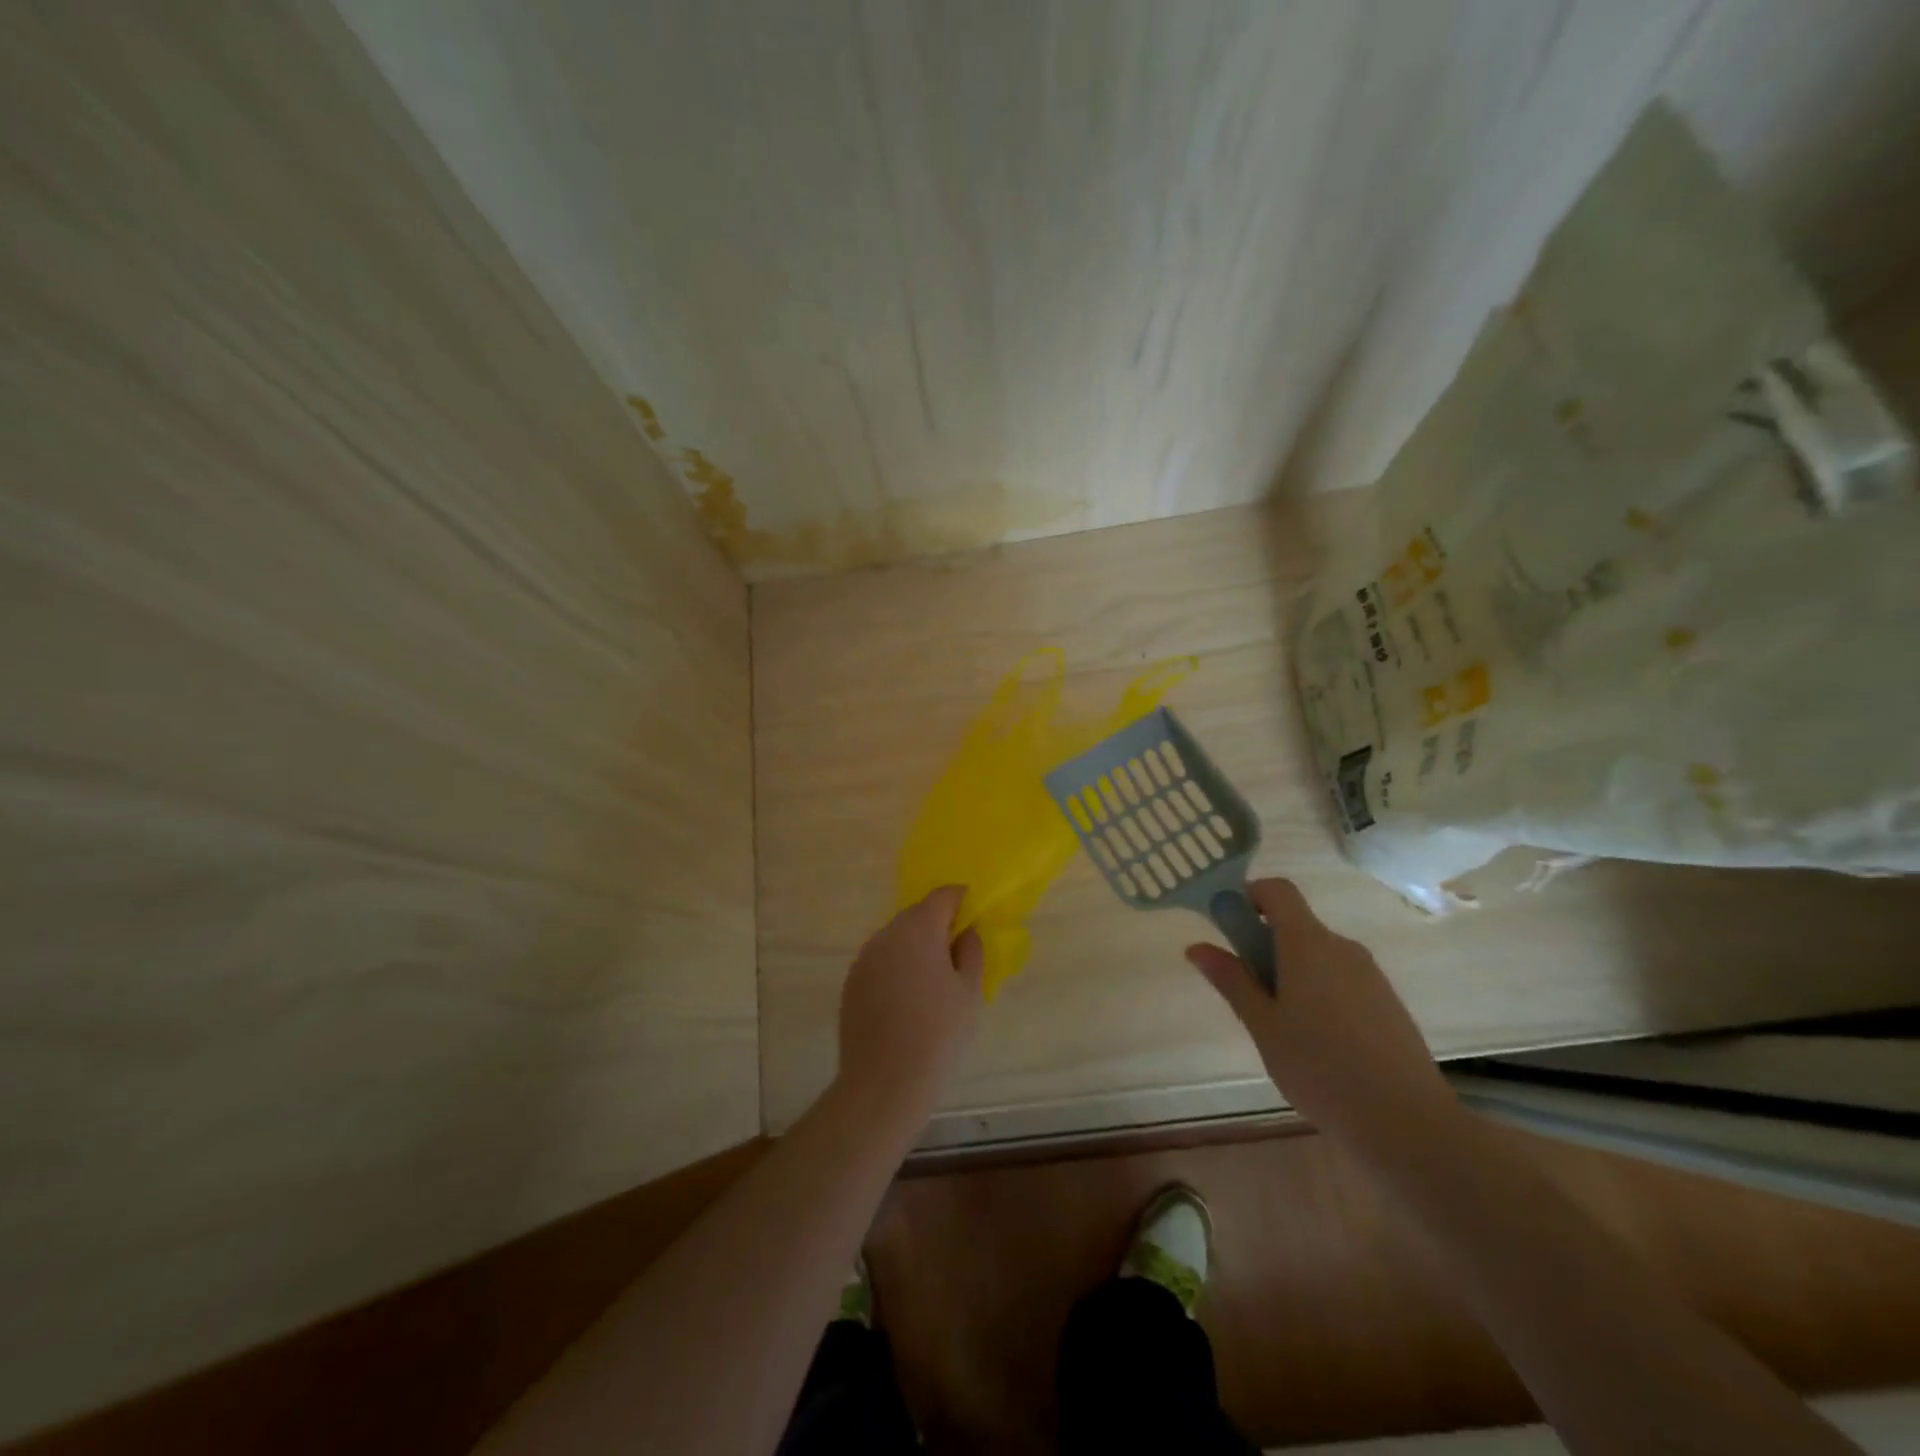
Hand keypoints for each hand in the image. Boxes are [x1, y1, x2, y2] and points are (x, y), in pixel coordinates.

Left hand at [837, 886, 983, 1118]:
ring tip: (931, 981)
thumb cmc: (938, 1033)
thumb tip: (965, 931)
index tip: (973, 918)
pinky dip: (896, 967)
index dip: (961, 901)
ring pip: (896, 938)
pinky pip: (880, 961)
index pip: (943, 896)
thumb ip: (971, 951)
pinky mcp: (851, 981)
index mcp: (919, 929)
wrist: (884, 1081)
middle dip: (937, 925)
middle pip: (916, 915)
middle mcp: (887, 934)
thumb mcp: (969, 991)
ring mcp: (864, 958)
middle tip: (956, 953)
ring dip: (914, 947)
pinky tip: (906, 1000)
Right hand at [1185, 878, 1454, 1146]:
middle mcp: (1342, 947)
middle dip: (1265, 947)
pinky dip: (1320, 993)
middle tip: (1249, 995)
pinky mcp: (1388, 1002)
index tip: (1229, 928)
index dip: (1249, 896)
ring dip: (1292, 973)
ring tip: (1283, 1029)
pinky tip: (1319, 1044)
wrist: (1407, 1124)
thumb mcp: (1263, 1025)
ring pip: (1319, 956)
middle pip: (1296, 925)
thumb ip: (1232, 980)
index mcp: (1308, 944)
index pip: (1277, 890)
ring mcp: (1370, 975)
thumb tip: (1197, 947)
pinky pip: (1342, 980)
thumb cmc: (1320, 1068)